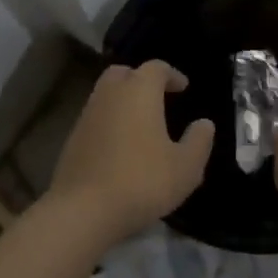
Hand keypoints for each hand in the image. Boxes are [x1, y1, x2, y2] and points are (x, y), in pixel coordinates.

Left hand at [48, 61, 214, 245]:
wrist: (83, 210)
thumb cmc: (142, 181)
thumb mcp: (186, 167)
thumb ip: (199, 141)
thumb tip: (204, 123)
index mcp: (139, 91)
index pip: (156, 68)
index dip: (172, 75)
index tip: (183, 88)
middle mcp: (110, 94)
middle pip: (124, 73)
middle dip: (142, 80)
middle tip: (159, 98)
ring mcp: (87, 115)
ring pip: (106, 94)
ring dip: (124, 100)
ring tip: (142, 123)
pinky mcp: (72, 137)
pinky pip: (96, 117)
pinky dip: (110, 121)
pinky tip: (121, 145)